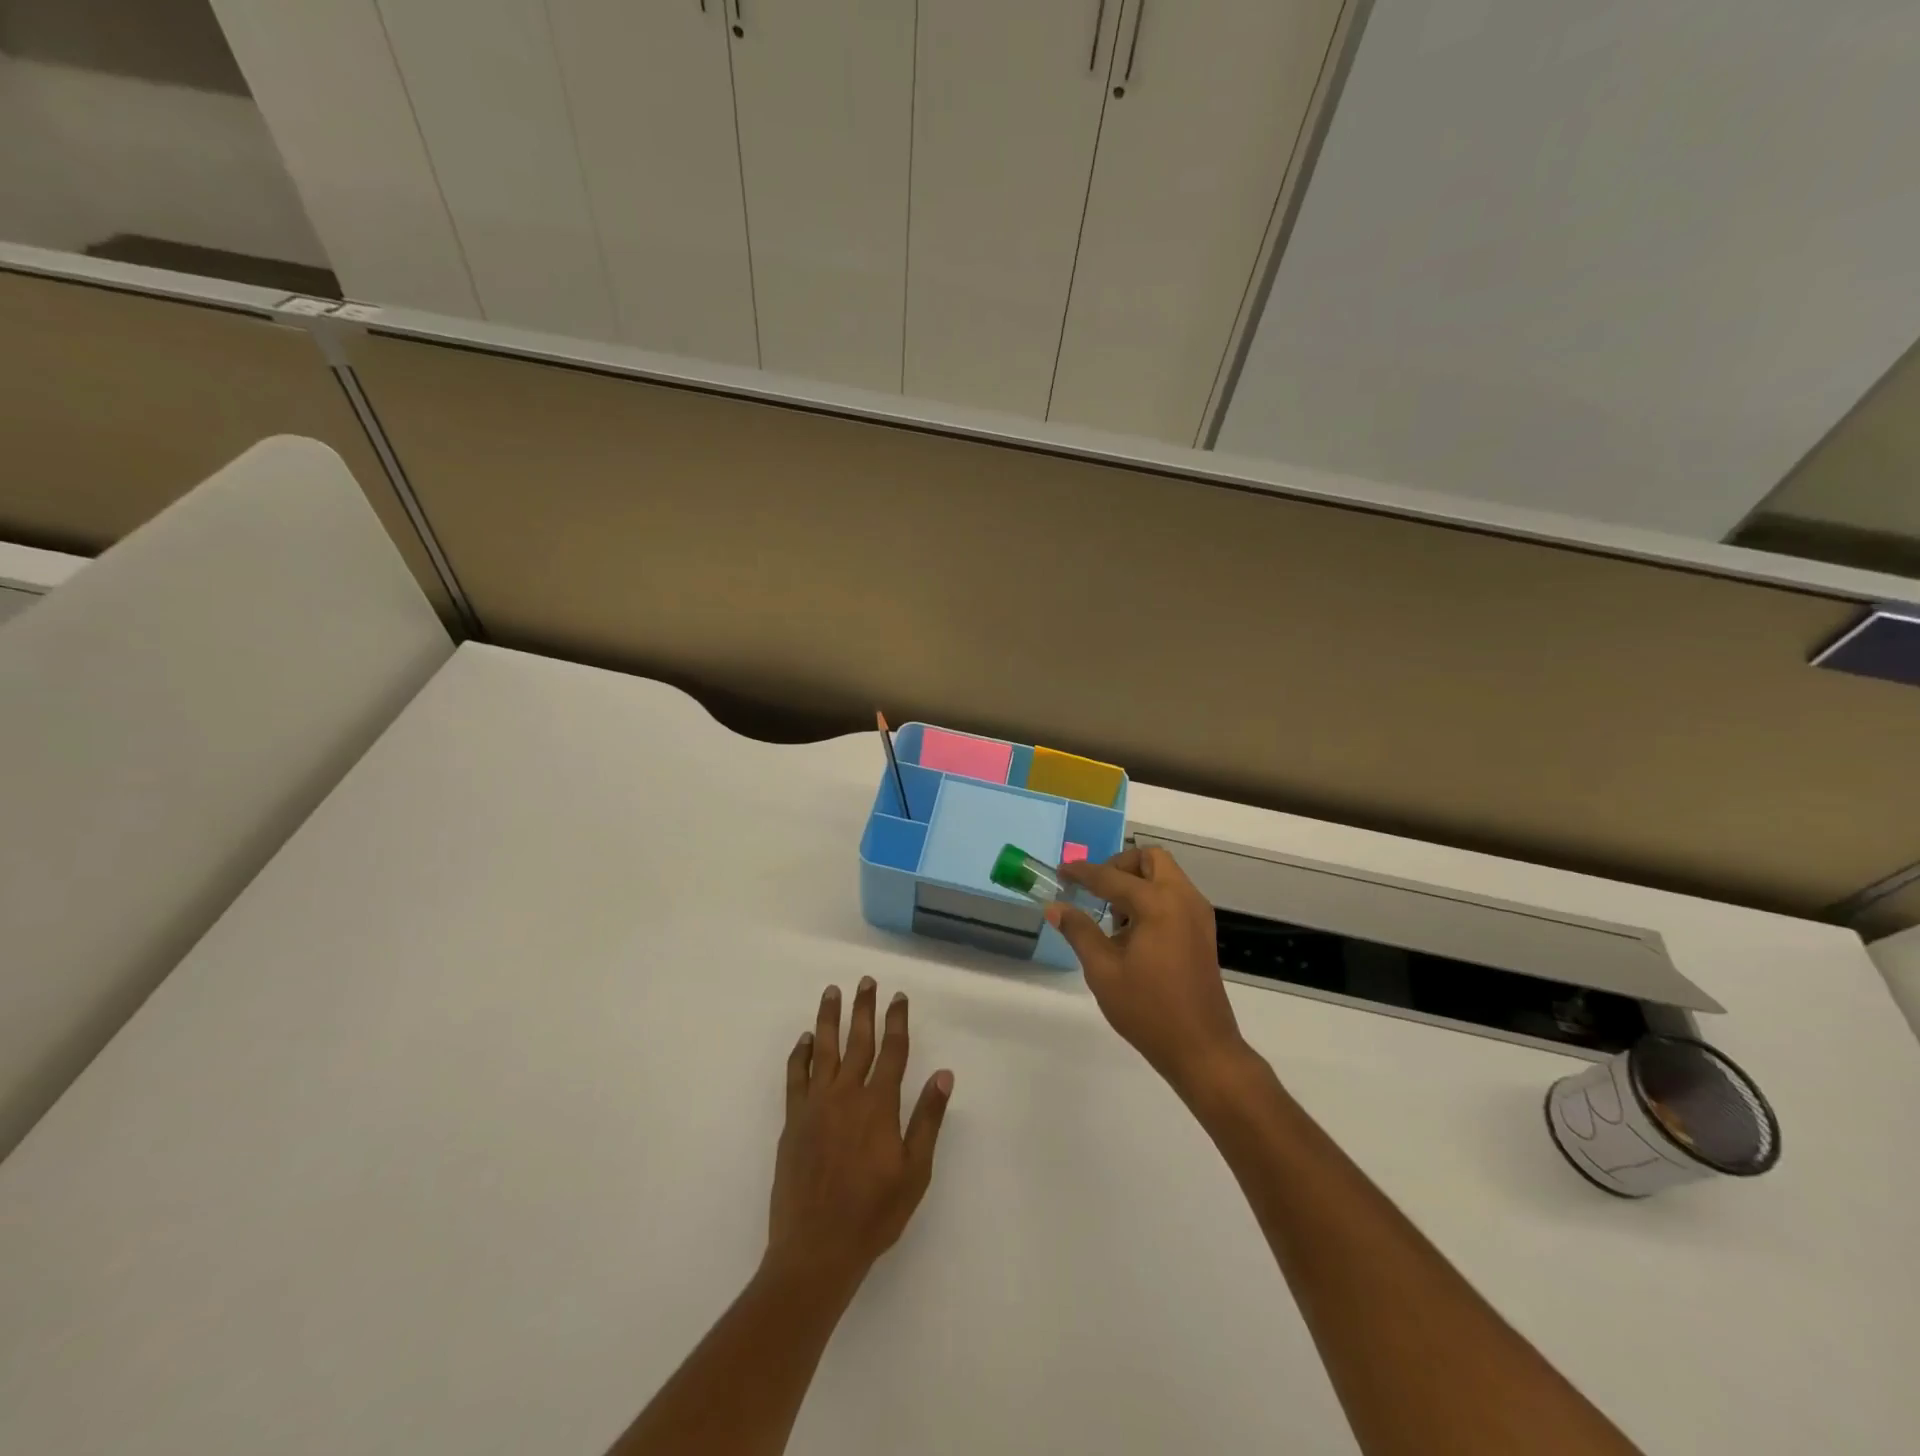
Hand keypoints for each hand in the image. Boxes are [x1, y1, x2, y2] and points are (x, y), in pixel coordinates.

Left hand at [767, 978, 953, 1292]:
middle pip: (857, 1040)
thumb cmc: (874, 1214)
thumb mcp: (914, 1172)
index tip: (898, 997)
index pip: (892, 1051)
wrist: (816, 1249)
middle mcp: (847, 1095)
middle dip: (863, 1008)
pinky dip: (800, 1054)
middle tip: (865, 981)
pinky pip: (796, 1076)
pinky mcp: (793, 1121)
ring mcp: (816, 1105)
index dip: (896, 1021)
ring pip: (824, 1049)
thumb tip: (944, 1075)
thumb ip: (927, 1119)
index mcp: (879, 1105)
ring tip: (832, 992)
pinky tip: (805, 1039)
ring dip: (829, 1018)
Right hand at [1052, 847, 1249, 1095]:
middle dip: (1120, 865)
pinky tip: (1133, 932)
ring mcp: (1198, 915)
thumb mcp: (1103, 971)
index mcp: (1158, 904)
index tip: (1061, 871)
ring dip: (1137, 881)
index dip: (1082, 873)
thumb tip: (1055, 907)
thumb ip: (1079, 931)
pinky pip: (1175, 895)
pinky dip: (1152, 897)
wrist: (1202, 1049)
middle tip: (1097, 889)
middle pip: (1150, 859)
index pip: (1112, 877)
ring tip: (1113, 917)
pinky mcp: (1202, 932)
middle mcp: (1182, 899)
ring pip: (1166, 875)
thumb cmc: (1148, 1010)